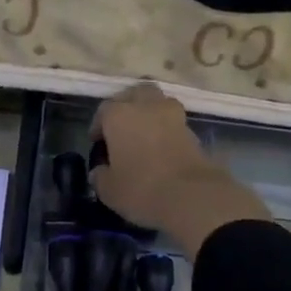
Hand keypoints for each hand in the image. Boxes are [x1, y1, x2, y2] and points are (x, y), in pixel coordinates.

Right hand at [91, 83, 271, 257]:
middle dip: (128, 105)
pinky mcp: (193, 131)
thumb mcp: (109, 190)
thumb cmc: (141, 189)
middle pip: (136, 93)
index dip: (99, 125)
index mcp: (119, 115)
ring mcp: (174, 116)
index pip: (104, 110)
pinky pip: (174, 123)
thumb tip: (100, 172)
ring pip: (159, 103)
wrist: (192, 196)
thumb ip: (100, 176)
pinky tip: (162, 148)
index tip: (97, 142)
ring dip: (151, 113)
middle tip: (122, 127)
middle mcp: (147, 107)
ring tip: (144, 135)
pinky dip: (167, 130)